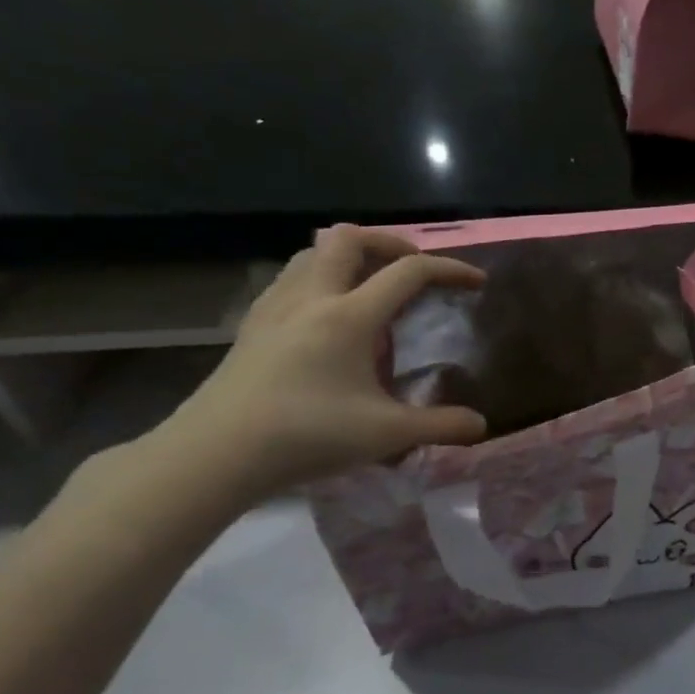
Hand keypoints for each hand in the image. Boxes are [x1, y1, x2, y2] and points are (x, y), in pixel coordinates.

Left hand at [155, 225, 488, 503]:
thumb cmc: (307, 435)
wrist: (213, 455)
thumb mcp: (387, 434)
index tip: (476, 282)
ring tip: (373, 285)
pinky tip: (330, 314)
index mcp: (350, 316)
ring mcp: (276, 309)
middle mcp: (312, 298)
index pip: (410, 272)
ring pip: (313, 252)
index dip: (450, 269)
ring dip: (350, 256)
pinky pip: (291, 278)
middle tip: (414, 269)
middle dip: (390, 244)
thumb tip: (481, 425)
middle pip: (349, 238)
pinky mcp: (252, 326)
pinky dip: (321, 278)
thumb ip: (440, 425)